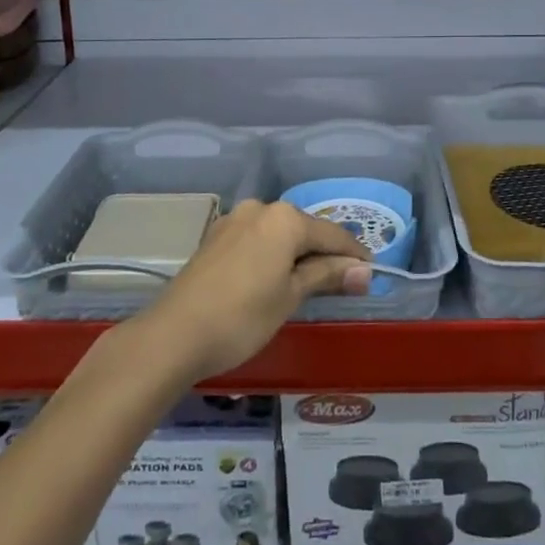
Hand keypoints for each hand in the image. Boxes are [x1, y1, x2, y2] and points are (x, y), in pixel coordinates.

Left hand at [134, 200, 371, 381]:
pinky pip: (256, 240)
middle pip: (304, 229)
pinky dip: (272, 255)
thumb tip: (365, 271)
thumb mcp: (291, 297)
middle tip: (342, 282)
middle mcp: (260, 208)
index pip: (332, 234)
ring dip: (296, 255)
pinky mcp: (215, 237)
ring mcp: (234, 220)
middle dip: (324, 254)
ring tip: (309, 283)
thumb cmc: (242, 316)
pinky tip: (273, 278)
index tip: (371, 272)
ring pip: (278, 234)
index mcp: (285, 218)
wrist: (173, 335)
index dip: (354, 254)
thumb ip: (327, 277)